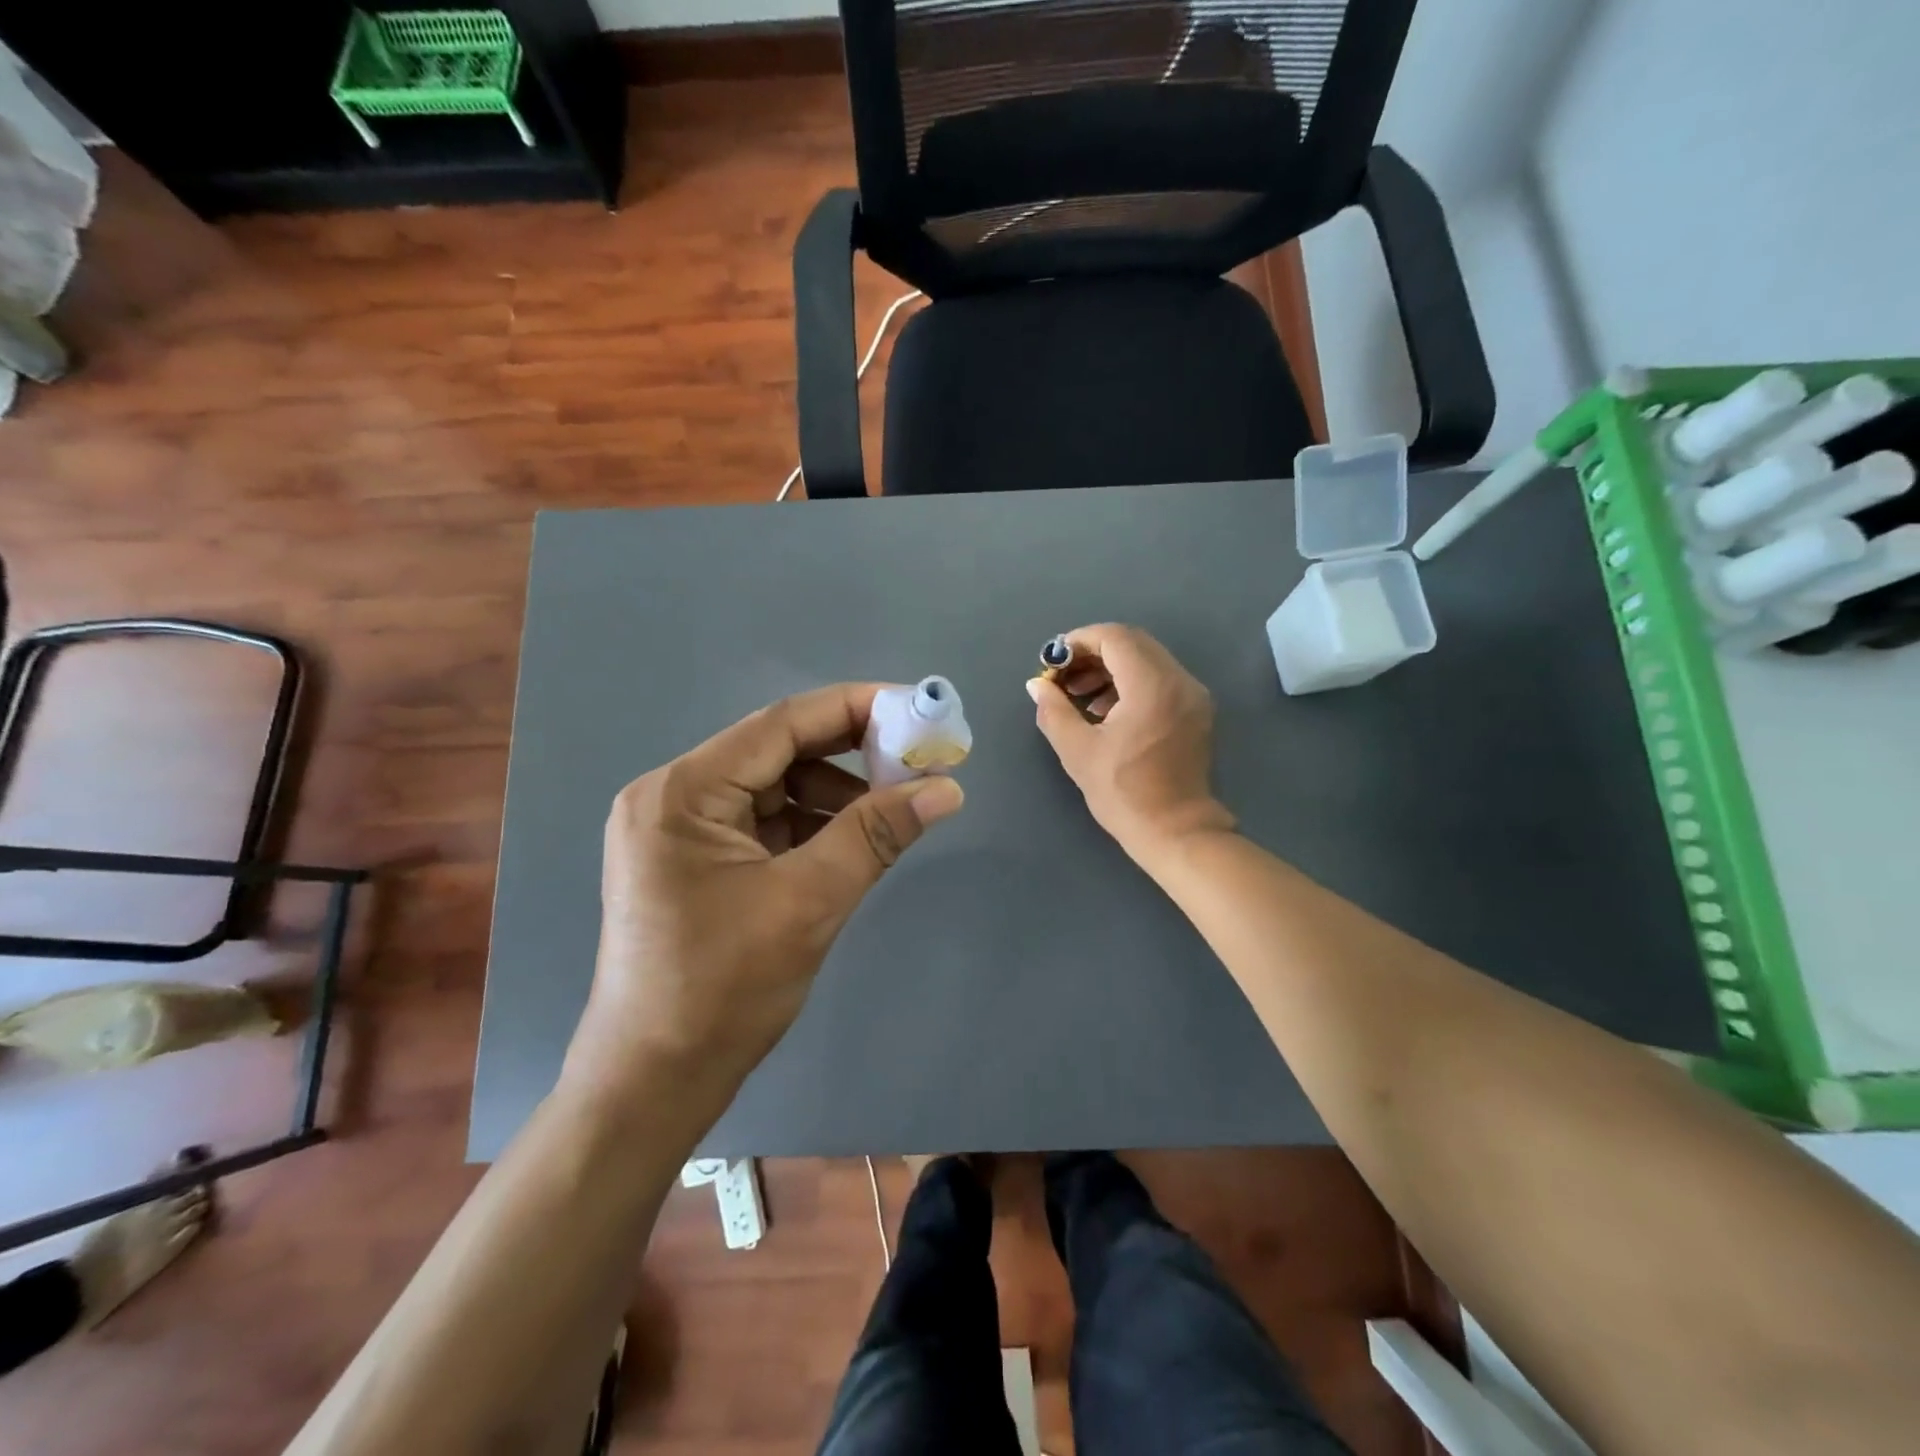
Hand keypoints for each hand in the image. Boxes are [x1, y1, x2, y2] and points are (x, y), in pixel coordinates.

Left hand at [564, 685, 964, 1108]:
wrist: (653, 1083)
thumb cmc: (722, 989)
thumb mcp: (810, 901)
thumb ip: (877, 833)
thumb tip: (947, 789)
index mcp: (683, 792)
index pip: (781, 724)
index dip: (854, 708)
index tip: (916, 708)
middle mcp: (672, 797)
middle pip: (776, 752)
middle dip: (849, 754)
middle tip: (916, 760)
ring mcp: (678, 830)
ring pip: (773, 788)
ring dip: (833, 794)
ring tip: (890, 810)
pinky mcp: (692, 861)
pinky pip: (763, 822)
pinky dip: (809, 825)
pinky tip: (850, 840)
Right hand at [1027, 624, 1233, 860]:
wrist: (1176, 831)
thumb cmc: (1124, 793)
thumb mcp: (1078, 751)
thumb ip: (1054, 710)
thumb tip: (1037, 685)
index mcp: (1152, 686)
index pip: (1114, 637)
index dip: (1079, 641)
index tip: (1053, 662)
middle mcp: (1179, 680)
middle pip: (1132, 643)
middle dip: (1093, 653)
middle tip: (1064, 678)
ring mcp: (1192, 695)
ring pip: (1147, 660)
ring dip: (1111, 668)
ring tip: (1080, 697)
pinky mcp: (1196, 711)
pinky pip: (1160, 679)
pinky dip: (1131, 683)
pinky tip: (1107, 710)